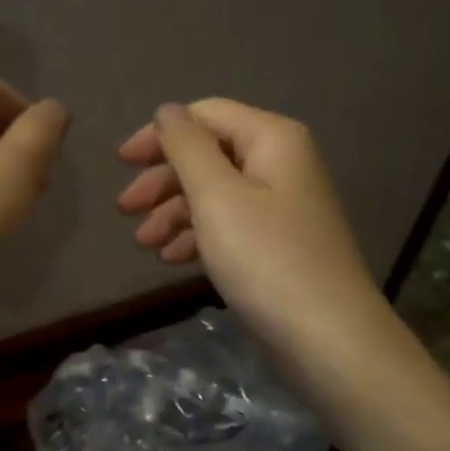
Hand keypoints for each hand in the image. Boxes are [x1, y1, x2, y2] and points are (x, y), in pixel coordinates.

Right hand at [116, 100, 392, 365]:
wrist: (328, 339)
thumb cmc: (266, 259)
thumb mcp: (217, 196)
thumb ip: (187, 146)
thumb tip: (168, 111)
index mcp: (272, 139)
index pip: (205, 115)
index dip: (159, 134)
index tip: (121, 163)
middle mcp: (281, 163)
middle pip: (209, 154)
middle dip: (163, 180)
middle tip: (125, 210)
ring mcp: (282, 206)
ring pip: (216, 193)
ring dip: (174, 212)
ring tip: (144, 244)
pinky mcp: (278, 243)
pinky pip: (229, 224)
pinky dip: (198, 235)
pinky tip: (172, 258)